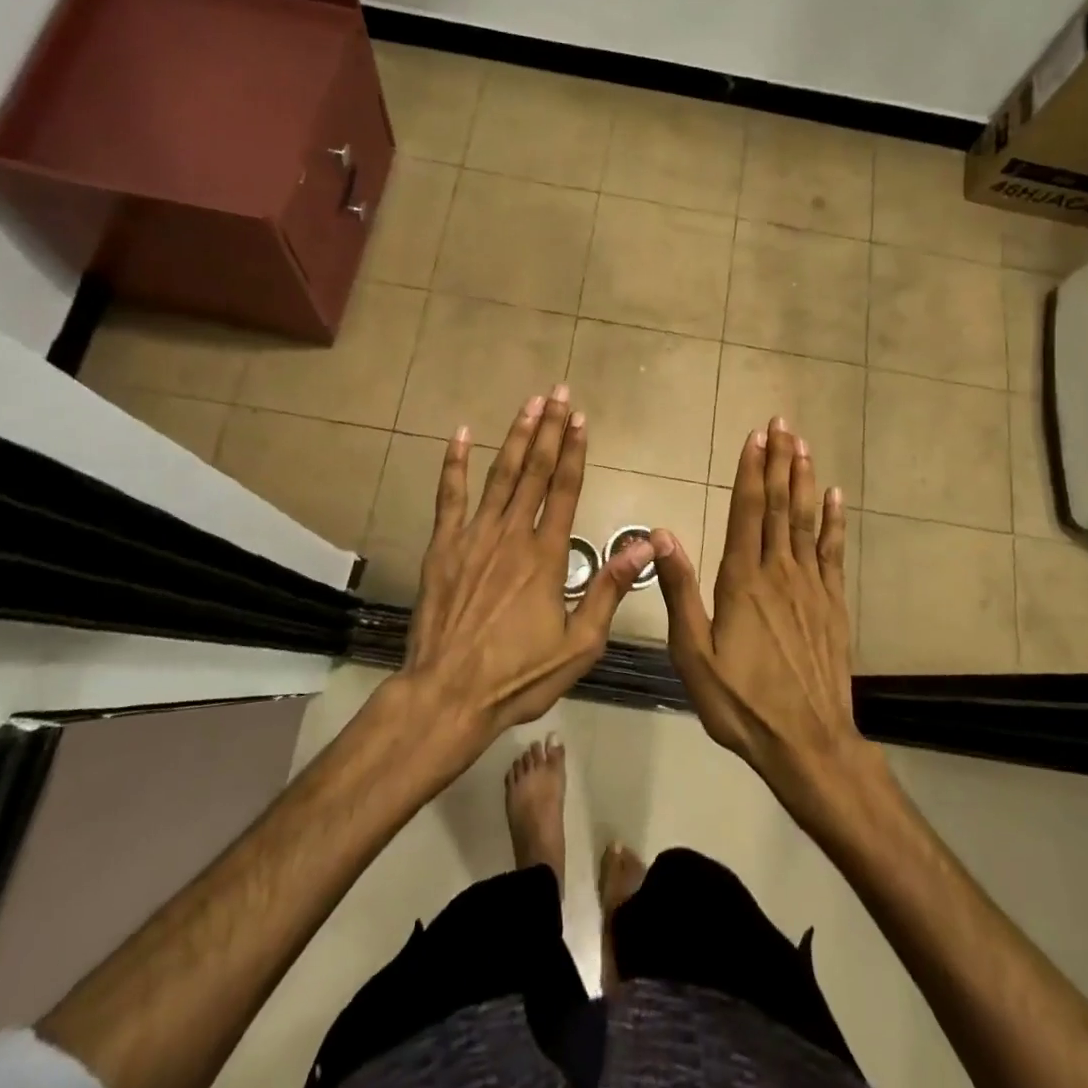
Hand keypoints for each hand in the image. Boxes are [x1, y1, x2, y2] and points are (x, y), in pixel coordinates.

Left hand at [399, 384, 654, 753]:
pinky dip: (455, 463)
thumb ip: (609, 590)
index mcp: (546, 556)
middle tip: (557, 392)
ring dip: (515, 437)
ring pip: (499, 476)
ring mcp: (473, 537)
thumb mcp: (579, 645)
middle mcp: (511, 535)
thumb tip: (645, 544)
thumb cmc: (518, 676)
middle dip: (548, 429)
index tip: (580, 418)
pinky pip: (449, 496)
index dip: (574, 451)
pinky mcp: (442, 547)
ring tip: (528, 404)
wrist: (448, 695)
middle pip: (534, 472)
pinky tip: (461, 434)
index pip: (564, 489)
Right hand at [652, 417, 877, 814]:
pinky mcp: (832, 604)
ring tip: (803, 446)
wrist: (808, 743)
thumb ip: (680, 592)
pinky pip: (832, 551)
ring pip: (805, 520)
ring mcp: (811, 586)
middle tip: (782, 424)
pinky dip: (833, 521)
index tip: (755, 437)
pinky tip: (835, 497)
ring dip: (803, 480)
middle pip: (778, 506)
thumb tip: (662, 535)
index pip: (747, 512)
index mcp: (742, 581)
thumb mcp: (694, 654)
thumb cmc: (742, 702)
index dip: (751, 472)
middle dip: (779, 462)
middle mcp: (779, 572)